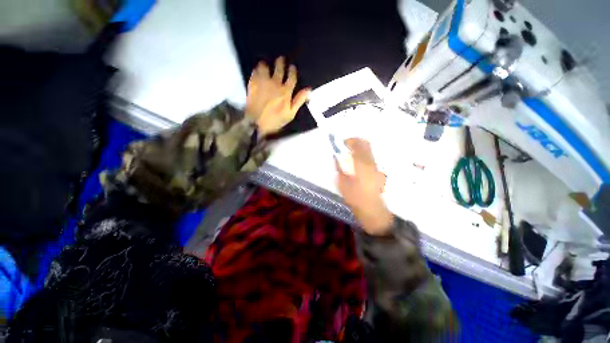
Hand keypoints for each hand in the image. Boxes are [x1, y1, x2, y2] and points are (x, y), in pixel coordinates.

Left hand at [246, 56, 310, 135]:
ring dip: (267, 65)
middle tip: (281, 59)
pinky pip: (255, 71)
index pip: (291, 77)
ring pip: (265, 67)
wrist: (256, 123)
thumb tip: (309, 89)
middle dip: (281, 62)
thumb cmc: (275, 120)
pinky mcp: (252, 83)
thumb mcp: (290, 114)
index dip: (292, 71)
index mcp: (286, 91)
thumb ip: (299, 100)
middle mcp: (275, 83)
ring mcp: (263, 82)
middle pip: (279, 68)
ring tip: (267, 64)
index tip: (292, 67)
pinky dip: (257, 69)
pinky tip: (258, 70)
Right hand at [336, 139, 392, 235]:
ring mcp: (377, 168)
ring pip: (370, 151)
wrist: (373, 211)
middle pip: (366, 145)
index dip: (349, 141)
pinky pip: (371, 159)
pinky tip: (358, 163)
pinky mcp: (379, 173)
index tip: (342, 143)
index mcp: (362, 164)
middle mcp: (372, 163)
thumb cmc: (356, 198)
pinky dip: (364, 156)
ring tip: (351, 154)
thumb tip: (336, 158)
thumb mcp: (343, 184)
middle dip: (356, 142)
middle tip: (347, 146)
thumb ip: (339, 169)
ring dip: (360, 149)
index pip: (357, 145)